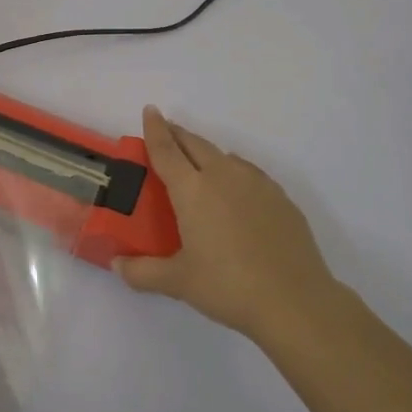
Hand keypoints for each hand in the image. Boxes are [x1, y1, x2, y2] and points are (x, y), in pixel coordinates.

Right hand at [116, 106, 354, 340]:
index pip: (166, 150)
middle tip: (166, 131)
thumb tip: (117, 266)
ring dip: (206, 152)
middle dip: (178, 134)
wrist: (295, 301)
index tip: (150, 110)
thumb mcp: (178, 282)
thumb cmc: (228, 287)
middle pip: (195, 144)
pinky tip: (235, 189)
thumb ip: (143, 272)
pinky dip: (233, 171)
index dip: (155, 129)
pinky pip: (249, 173)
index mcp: (192, 190)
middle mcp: (223, 177)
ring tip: (198, 161)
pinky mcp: (281, 198)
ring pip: (225, 156)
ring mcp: (256, 184)